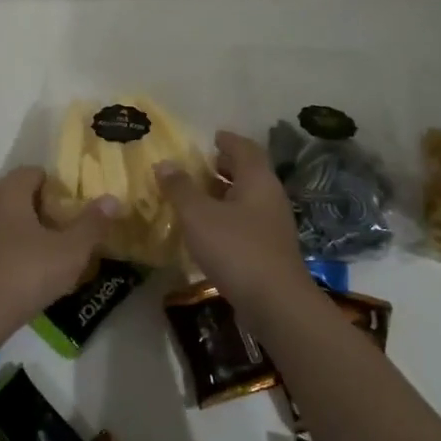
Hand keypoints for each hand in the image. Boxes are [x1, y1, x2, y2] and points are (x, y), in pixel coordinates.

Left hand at [0, 168, 117, 337]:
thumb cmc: (25, 274)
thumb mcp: (70, 251)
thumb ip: (92, 224)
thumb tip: (112, 199)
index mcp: (9, 193)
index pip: (33, 172)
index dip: (57, 185)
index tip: (74, 206)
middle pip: (18, 195)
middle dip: (42, 209)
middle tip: (66, 230)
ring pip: (3, 220)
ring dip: (24, 231)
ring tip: (48, 254)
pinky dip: (8, 250)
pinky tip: (23, 274)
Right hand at [157, 131, 306, 300]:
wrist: (275, 303)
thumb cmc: (236, 249)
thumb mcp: (199, 215)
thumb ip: (180, 188)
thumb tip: (165, 163)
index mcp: (258, 180)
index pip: (244, 148)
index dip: (228, 140)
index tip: (212, 137)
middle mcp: (270, 197)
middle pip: (248, 173)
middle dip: (225, 167)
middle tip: (199, 165)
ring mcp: (273, 226)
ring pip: (247, 199)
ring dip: (224, 194)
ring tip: (196, 196)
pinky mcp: (270, 251)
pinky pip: (246, 222)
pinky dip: (227, 217)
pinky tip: (208, 230)